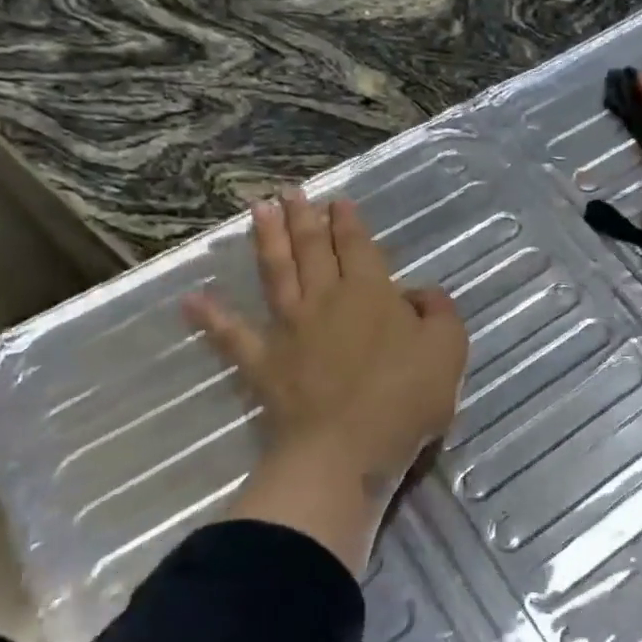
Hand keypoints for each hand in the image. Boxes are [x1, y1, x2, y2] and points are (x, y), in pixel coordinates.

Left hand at [183, 190, 467, 573]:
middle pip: (312, 249)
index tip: (337, 200)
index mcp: (370, 293)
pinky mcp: (263, 364)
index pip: (357, 246)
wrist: (346, 449)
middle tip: (291, 191)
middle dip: (304, 217)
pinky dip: (212, 318)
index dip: (348, 222)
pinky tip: (193, 299)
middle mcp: (325, 299)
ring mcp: (289, 329)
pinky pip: (233, 336)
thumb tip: (418, 294)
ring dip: (267, 240)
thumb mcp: (448, 349)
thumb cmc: (404, 398)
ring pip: (276, 274)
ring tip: (257, 210)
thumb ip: (439, 312)